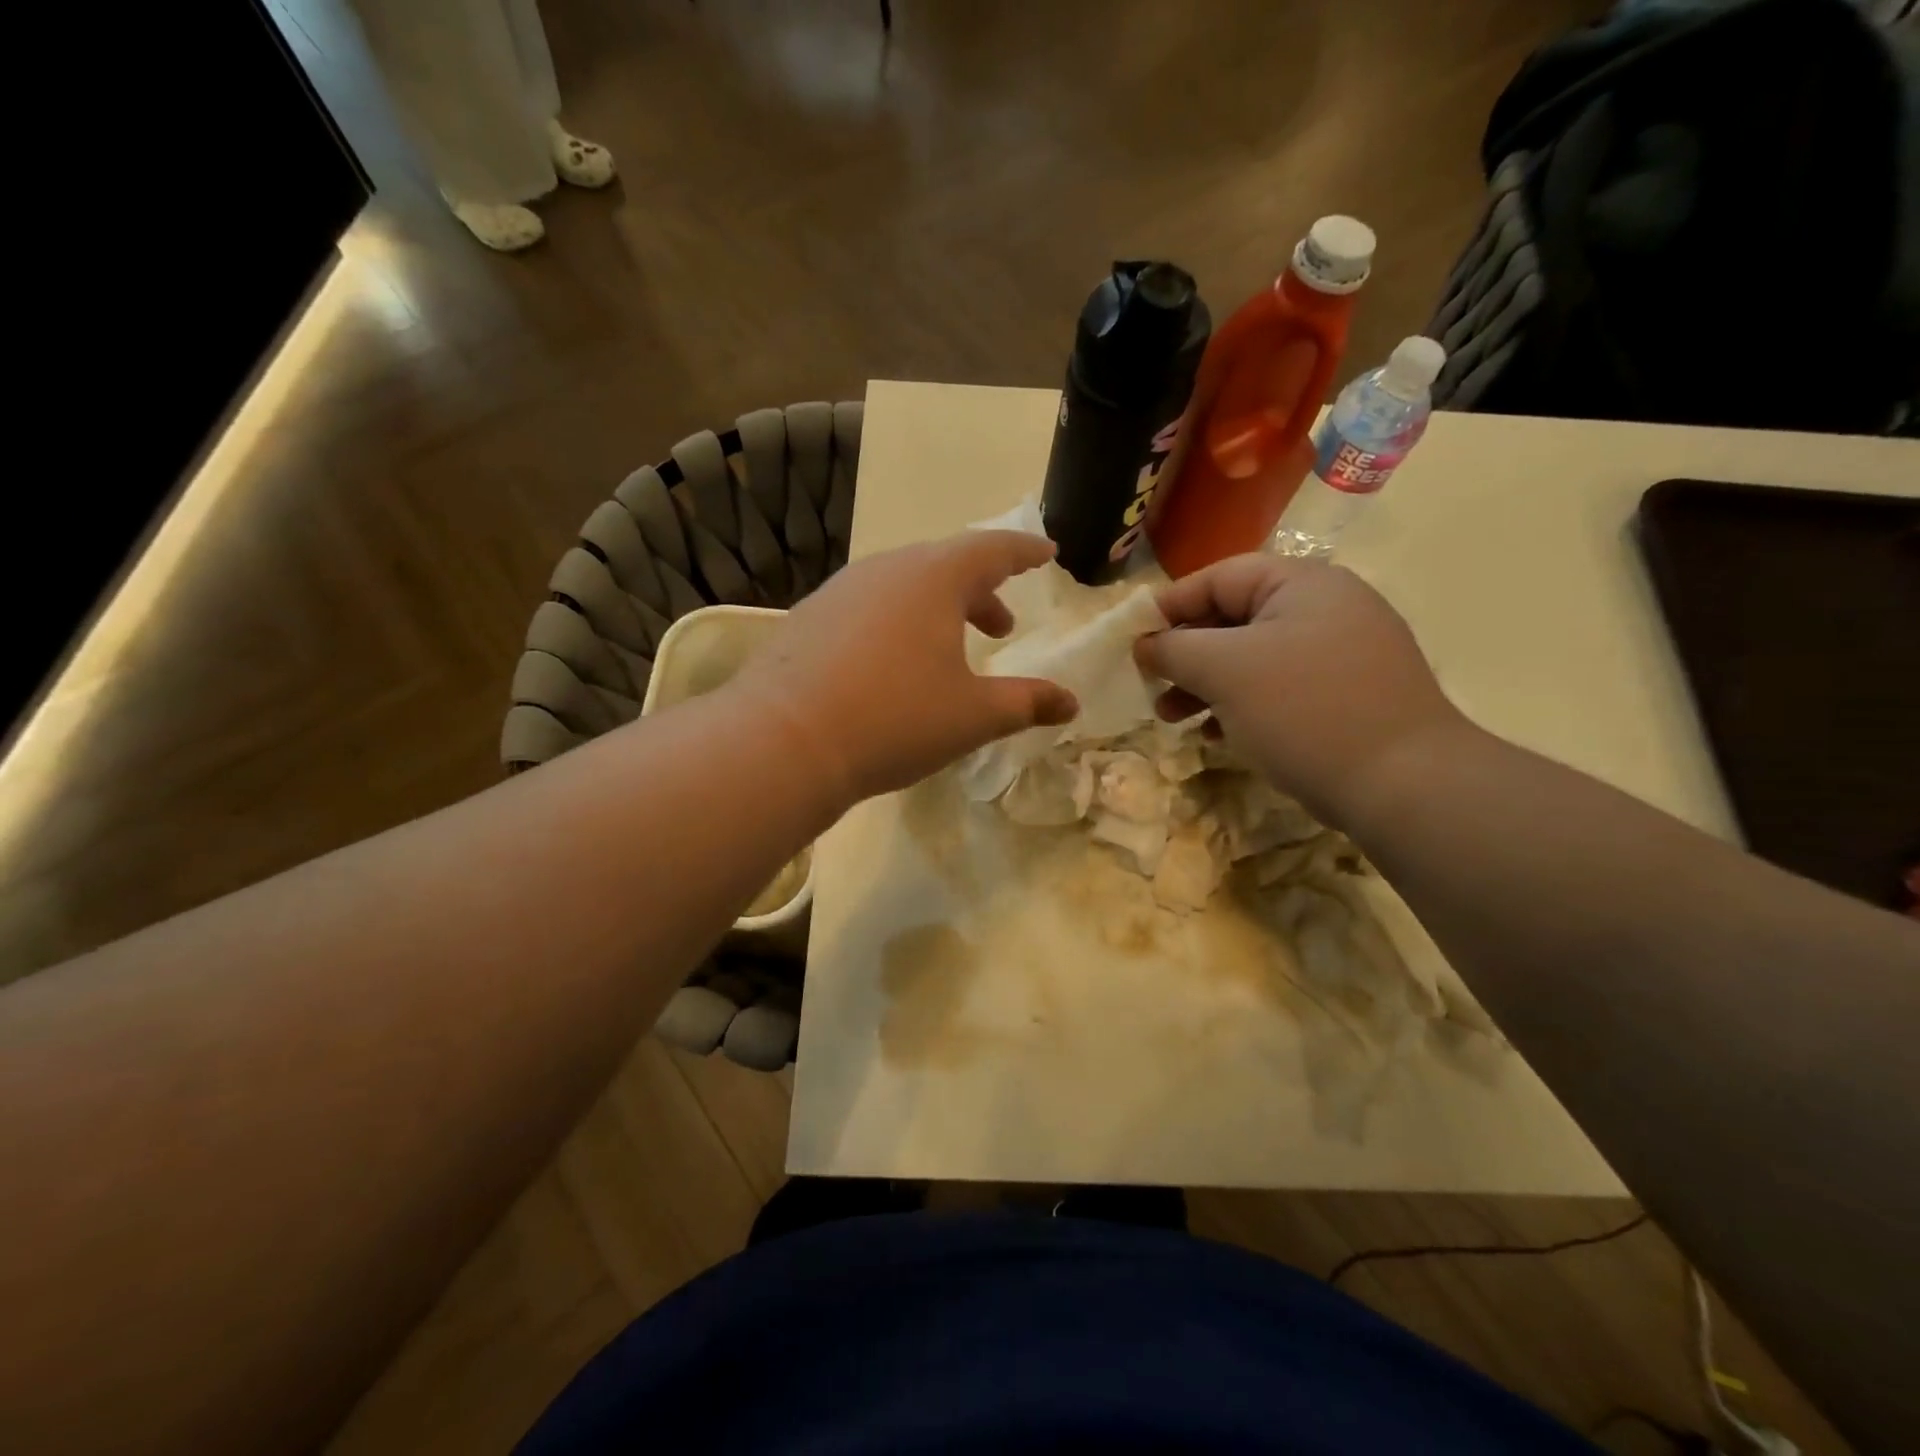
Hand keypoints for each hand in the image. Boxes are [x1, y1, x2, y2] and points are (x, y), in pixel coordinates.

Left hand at [732, 531, 1078, 804]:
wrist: (784, 740)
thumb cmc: (895, 719)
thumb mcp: (973, 716)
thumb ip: (1026, 703)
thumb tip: (1070, 703)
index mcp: (934, 578)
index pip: (992, 549)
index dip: (1024, 551)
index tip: (1046, 552)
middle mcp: (886, 569)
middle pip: (945, 566)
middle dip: (981, 592)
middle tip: (1001, 626)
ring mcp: (841, 591)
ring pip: (904, 587)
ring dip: (937, 610)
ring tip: (950, 648)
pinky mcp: (809, 618)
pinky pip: (869, 607)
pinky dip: (897, 623)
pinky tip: (892, 665)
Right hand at [1135, 555, 1468, 827]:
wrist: (1403, 784)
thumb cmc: (1304, 710)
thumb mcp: (1225, 670)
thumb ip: (1175, 649)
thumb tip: (1144, 645)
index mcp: (1302, 584)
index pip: (1217, 577)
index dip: (1168, 607)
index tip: (1132, 642)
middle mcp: (1325, 608)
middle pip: (1233, 618)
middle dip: (1185, 655)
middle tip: (1151, 686)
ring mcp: (1341, 653)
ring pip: (1252, 658)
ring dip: (1206, 685)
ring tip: (1173, 719)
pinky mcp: (1346, 695)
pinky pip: (1278, 687)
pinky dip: (1241, 705)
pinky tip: (1217, 735)